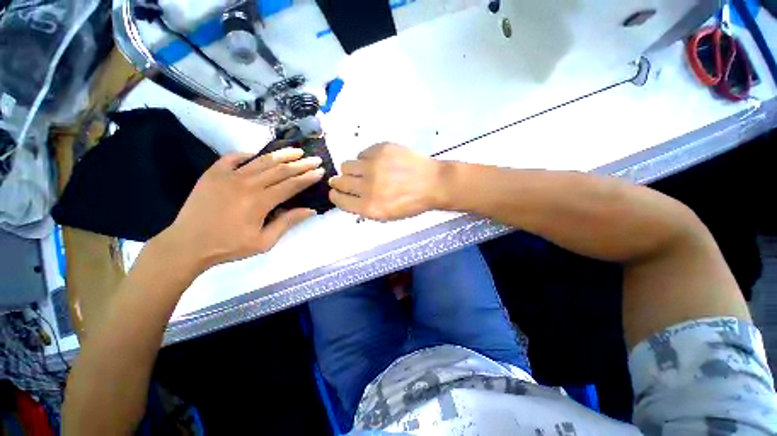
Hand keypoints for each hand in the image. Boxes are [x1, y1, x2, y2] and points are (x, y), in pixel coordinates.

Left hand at [153, 148, 323, 274]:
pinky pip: (233, 158)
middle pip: (280, 170)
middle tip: (315, 159)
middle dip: (301, 164)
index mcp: (260, 202)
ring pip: (261, 160)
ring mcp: (228, 176)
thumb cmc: (228, 246)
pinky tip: (257, 154)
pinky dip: (247, 154)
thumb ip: (287, 223)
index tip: (320, 171)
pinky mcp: (213, 173)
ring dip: (282, 155)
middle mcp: (247, 184)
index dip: (308, 177)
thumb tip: (310, 210)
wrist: (187, 244)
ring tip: (297, 151)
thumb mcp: (264, 242)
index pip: (291, 185)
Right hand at [329, 143, 444, 220]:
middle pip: (339, 181)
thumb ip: (365, 208)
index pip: (340, 200)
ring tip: (363, 171)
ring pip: (346, 165)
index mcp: (370, 207)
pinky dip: (366, 159)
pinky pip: (362, 153)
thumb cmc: (412, 203)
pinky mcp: (381, 149)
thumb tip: (348, 197)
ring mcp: (374, 166)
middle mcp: (368, 187)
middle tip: (344, 181)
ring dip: (351, 170)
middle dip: (339, 182)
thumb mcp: (387, 216)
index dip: (335, 196)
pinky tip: (378, 163)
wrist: (433, 183)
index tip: (336, 192)